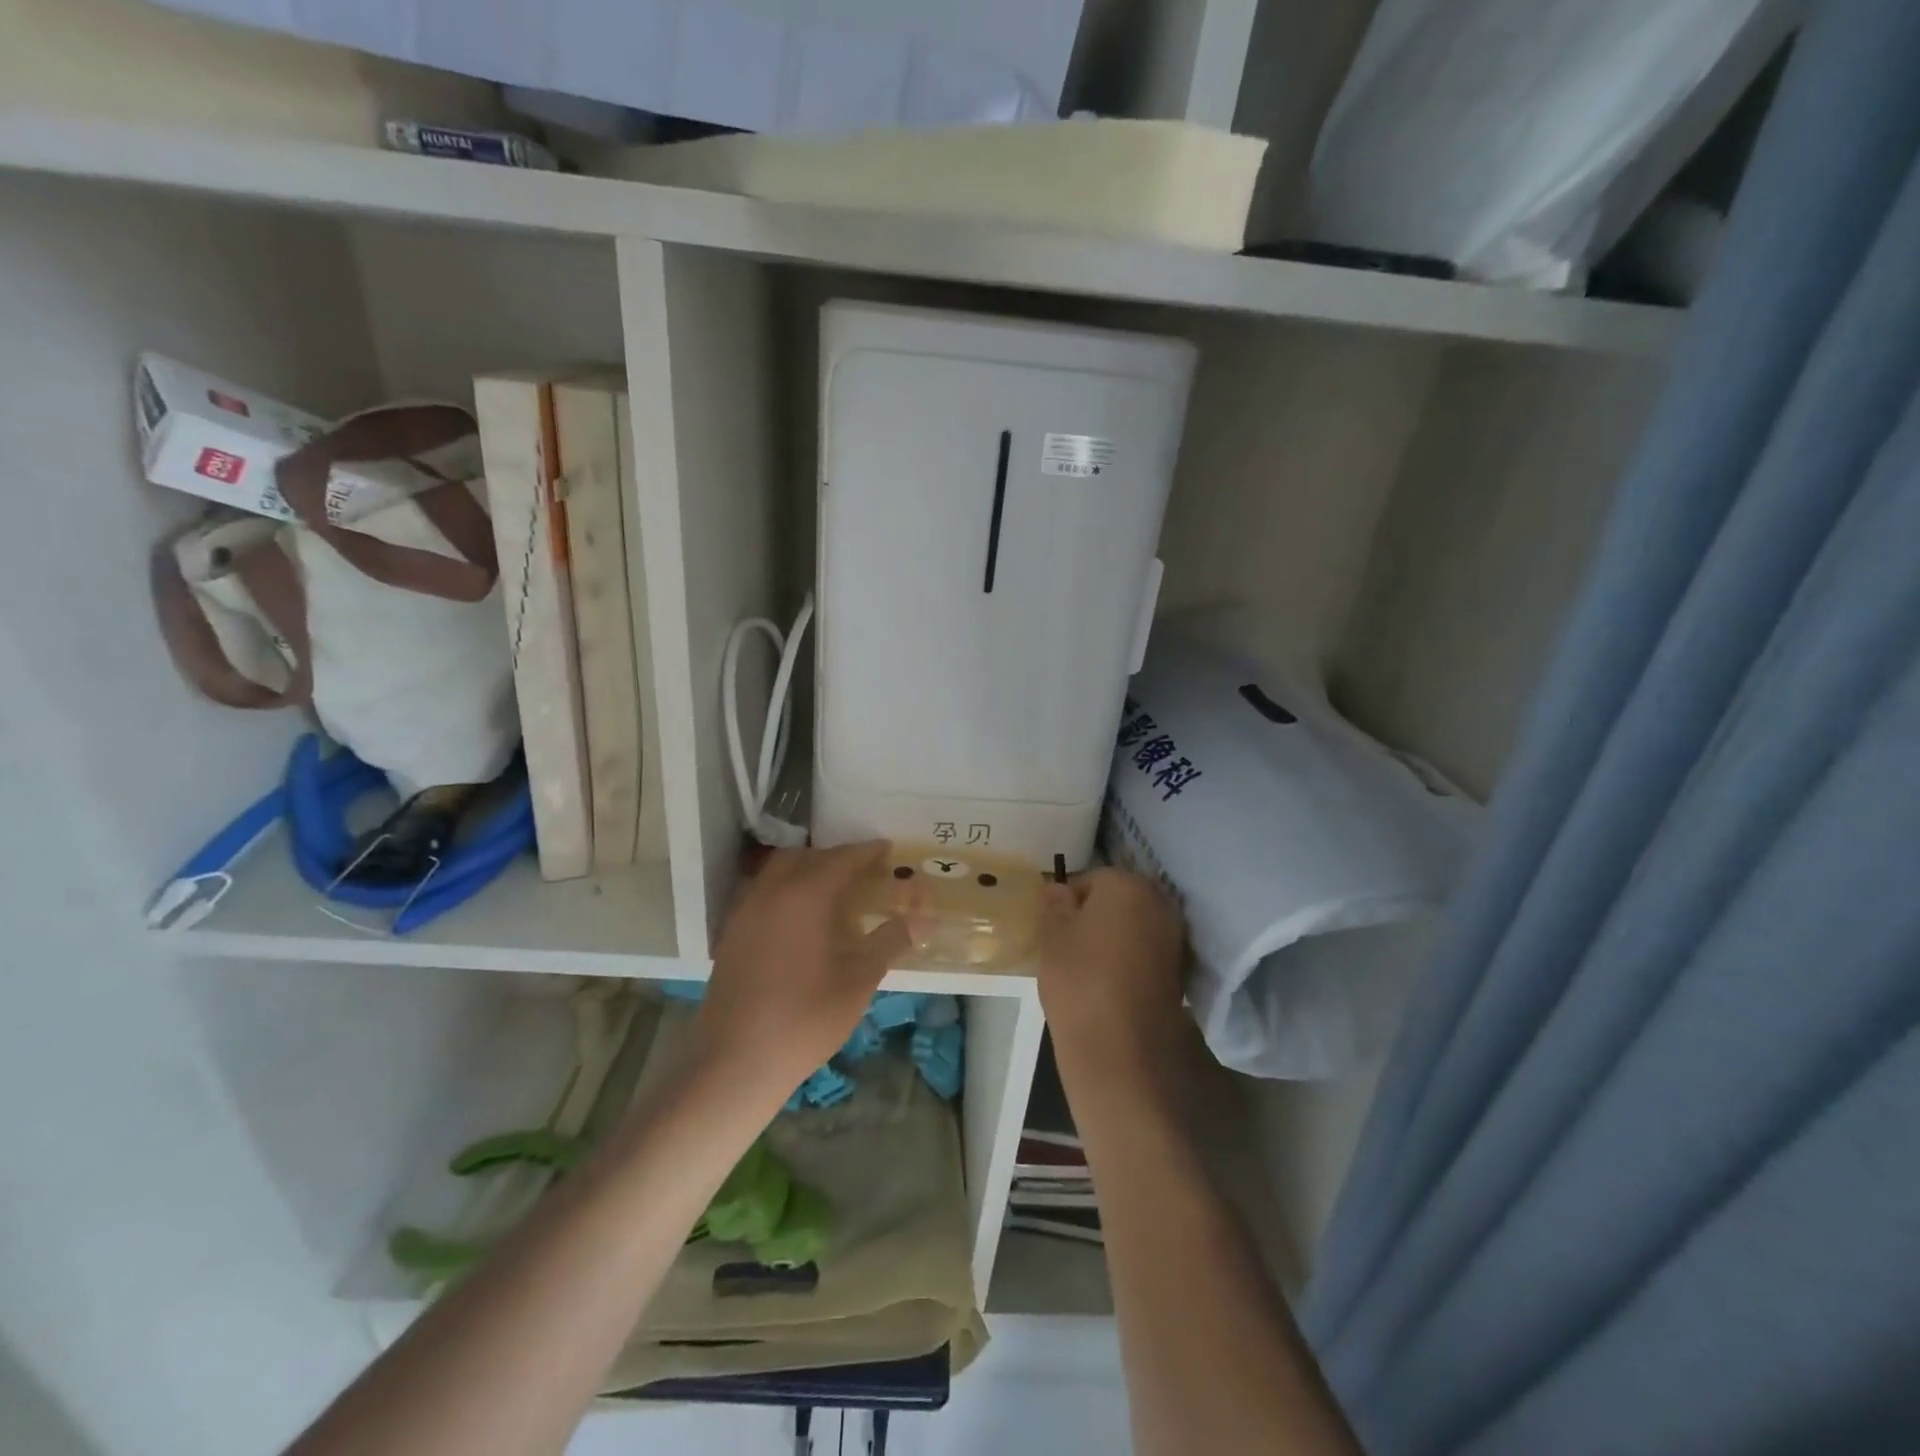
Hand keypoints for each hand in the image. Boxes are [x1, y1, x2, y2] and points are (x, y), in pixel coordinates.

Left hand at [694, 842, 909, 1100]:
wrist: (735, 1061)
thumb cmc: (805, 1019)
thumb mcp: (858, 981)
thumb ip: (890, 942)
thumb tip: (924, 920)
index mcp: (805, 896)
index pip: (842, 859)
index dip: (867, 852)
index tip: (887, 849)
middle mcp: (771, 892)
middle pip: (805, 857)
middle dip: (835, 858)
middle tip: (862, 871)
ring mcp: (745, 912)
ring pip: (778, 873)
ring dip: (806, 871)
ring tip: (833, 893)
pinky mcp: (731, 934)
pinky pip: (763, 894)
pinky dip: (786, 892)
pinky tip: (801, 921)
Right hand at [1038, 868, 1188, 1092]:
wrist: (1121, 1050)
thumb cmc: (1079, 980)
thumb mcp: (1051, 936)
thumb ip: (1055, 904)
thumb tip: (1059, 890)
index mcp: (1127, 884)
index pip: (1090, 879)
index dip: (1067, 902)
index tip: (1054, 929)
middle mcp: (1159, 902)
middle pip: (1118, 899)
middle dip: (1096, 915)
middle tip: (1069, 945)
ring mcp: (1174, 937)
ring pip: (1134, 925)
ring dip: (1115, 937)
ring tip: (1088, 967)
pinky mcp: (1180, 970)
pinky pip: (1146, 952)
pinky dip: (1131, 959)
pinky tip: (1111, 983)